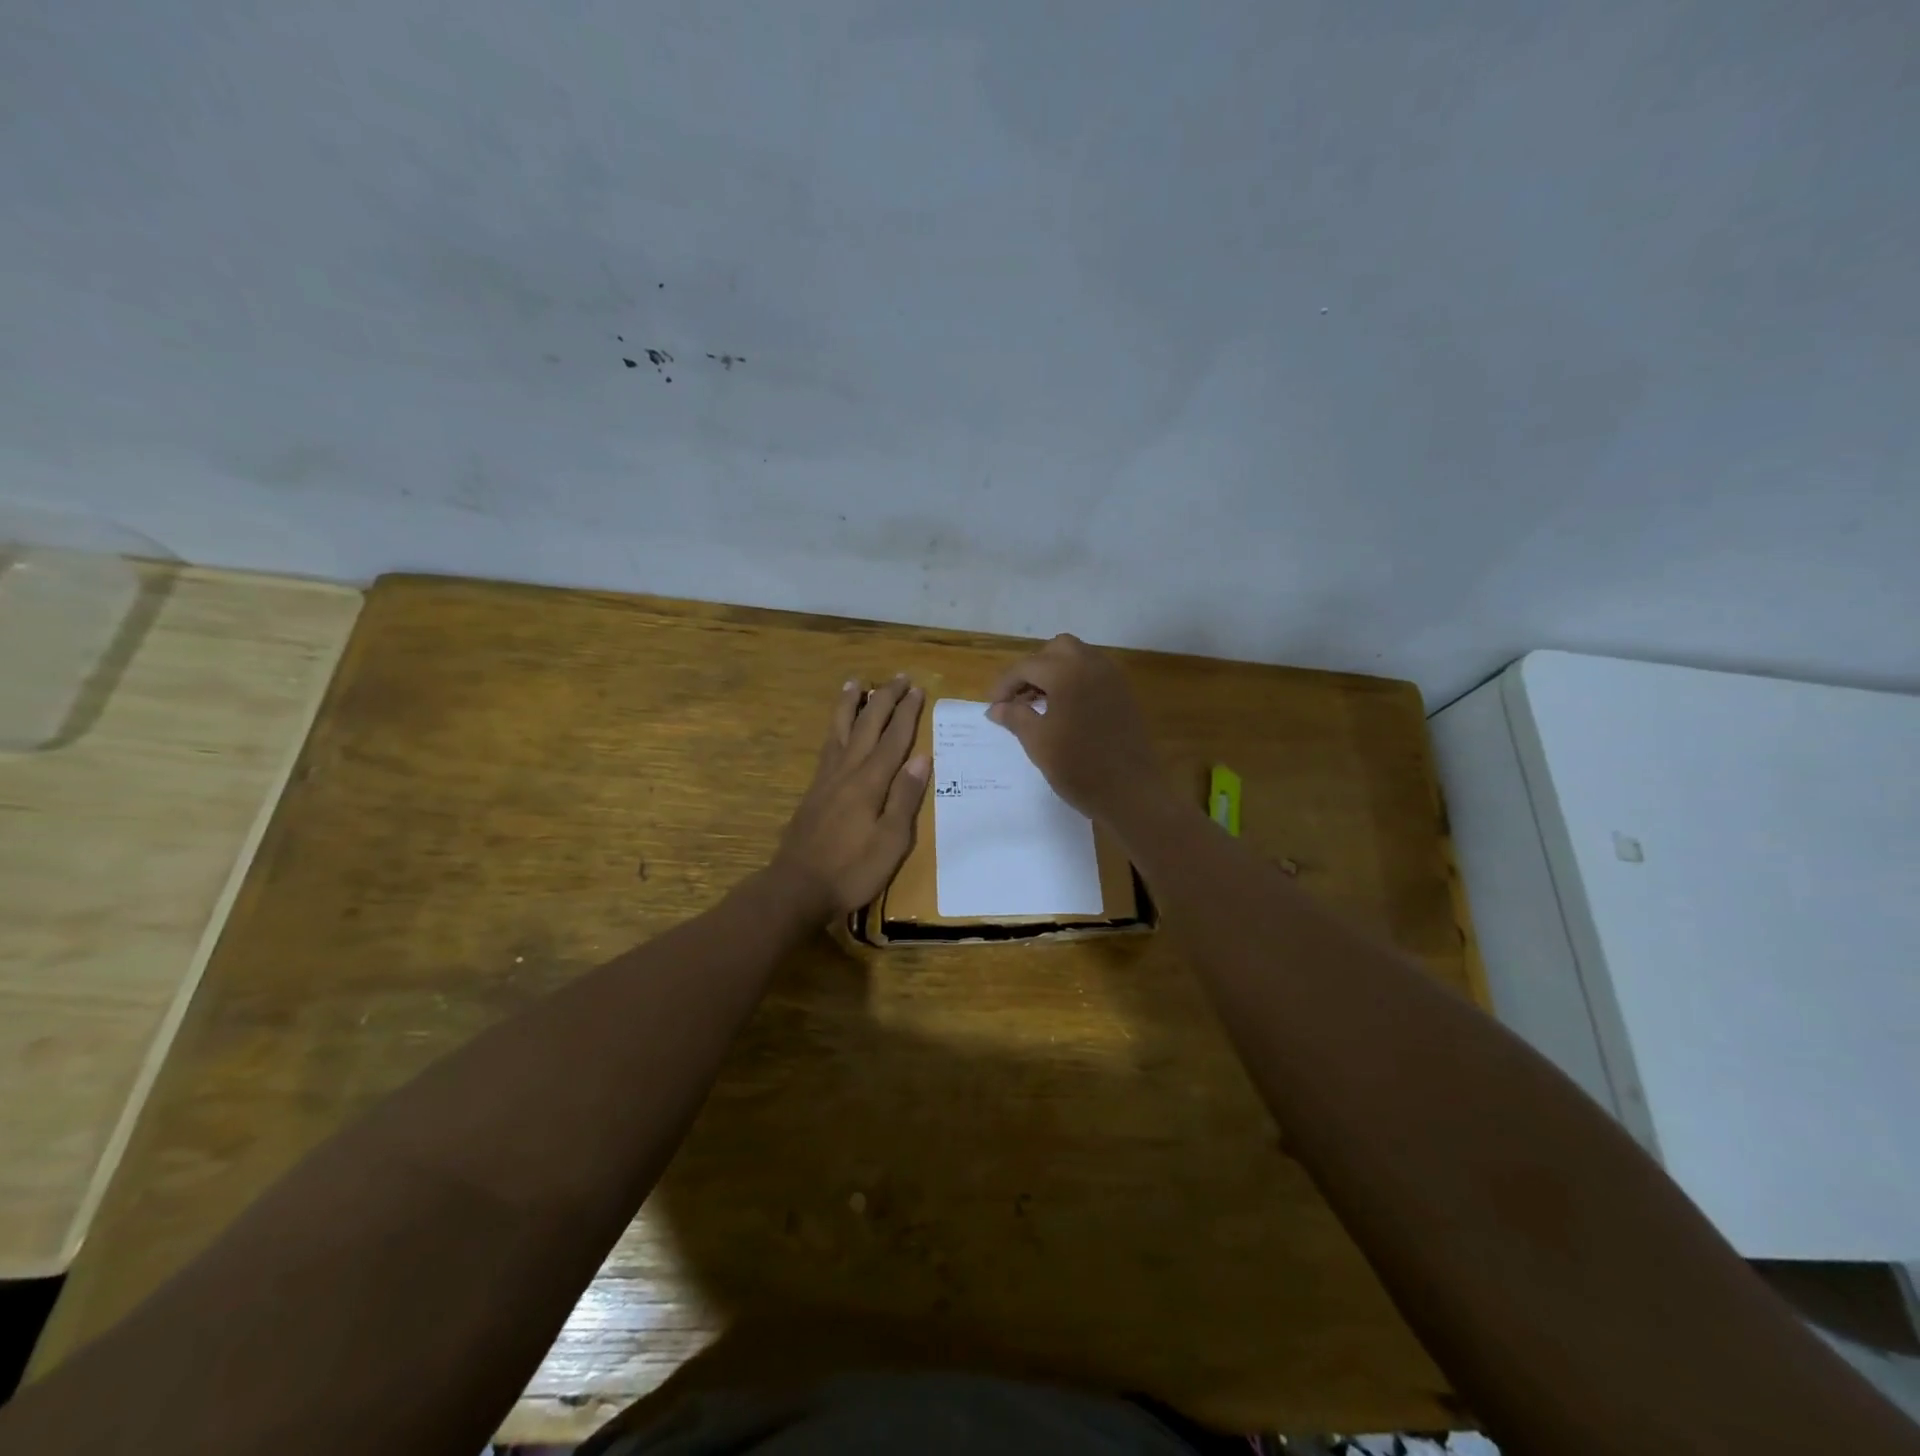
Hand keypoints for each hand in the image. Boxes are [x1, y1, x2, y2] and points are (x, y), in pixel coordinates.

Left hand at [772, 674, 929, 917]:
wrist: (798, 887)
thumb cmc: (852, 870)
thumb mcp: (890, 841)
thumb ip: (904, 798)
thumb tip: (921, 758)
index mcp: (870, 783)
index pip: (894, 739)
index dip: (906, 713)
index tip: (918, 690)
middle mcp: (847, 771)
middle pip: (868, 726)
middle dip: (884, 699)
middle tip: (899, 677)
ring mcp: (827, 779)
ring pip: (841, 730)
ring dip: (851, 705)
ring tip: (855, 682)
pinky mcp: (814, 791)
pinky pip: (828, 747)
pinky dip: (836, 728)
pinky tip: (837, 728)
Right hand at [987, 634, 1164, 824]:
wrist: (1131, 793)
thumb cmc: (1078, 767)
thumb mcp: (1037, 742)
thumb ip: (1015, 717)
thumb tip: (996, 708)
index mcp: (1067, 672)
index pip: (1027, 666)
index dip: (1005, 685)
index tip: (992, 706)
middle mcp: (1093, 665)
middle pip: (1056, 650)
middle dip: (1033, 668)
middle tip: (1018, 697)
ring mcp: (1113, 679)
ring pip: (1078, 658)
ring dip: (1054, 673)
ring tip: (1038, 704)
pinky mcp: (1125, 695)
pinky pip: (1094, 675)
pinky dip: (1074, 682)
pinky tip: (1064, 710)